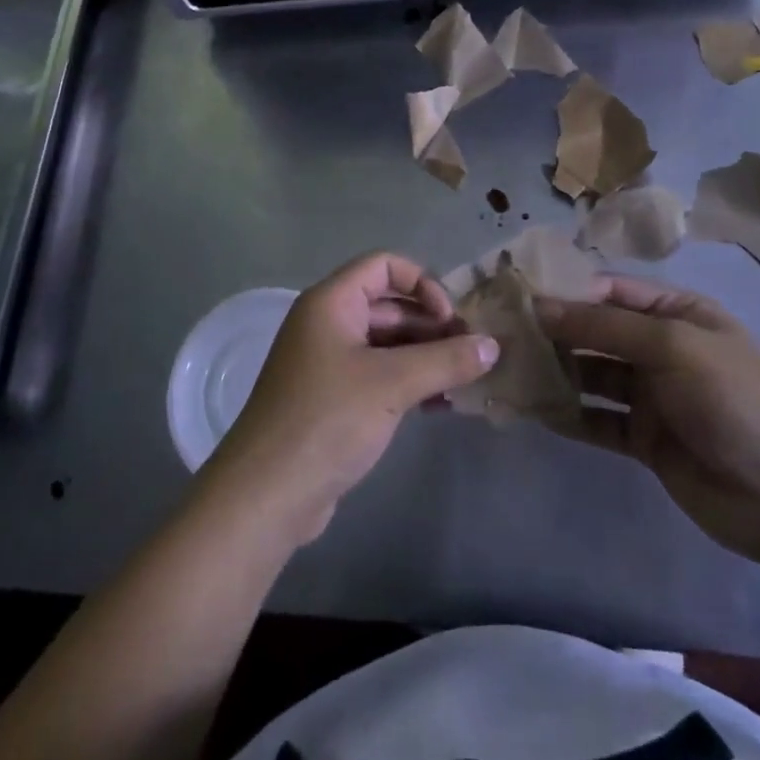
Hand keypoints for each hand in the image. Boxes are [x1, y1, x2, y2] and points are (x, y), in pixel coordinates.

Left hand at [204, 253, 499, 545]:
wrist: (267, 493)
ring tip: (465, 380)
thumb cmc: (328, 420)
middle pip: (388, 305)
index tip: (450, 318)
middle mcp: (327, 324)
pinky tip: (441, 404)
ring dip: (425, 356)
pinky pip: (378, 375)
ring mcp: (328, 362)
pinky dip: (409, 382)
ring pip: (386, 343)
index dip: (422, 283)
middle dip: (431, 324)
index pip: (383, 266)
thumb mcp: (392, 384)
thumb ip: (445, 360)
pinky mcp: (333, 399)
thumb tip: (492, 345)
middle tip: (472, 353)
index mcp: (331, 303)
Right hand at [535, 276, 759, 564]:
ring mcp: (651, 395)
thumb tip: (540, 306)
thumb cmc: (735, 399)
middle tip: (502, 334)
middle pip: (596, 332)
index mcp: (676, 312)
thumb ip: (603, 327)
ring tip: (509, 370)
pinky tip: (533, 410)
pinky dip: (568, 415)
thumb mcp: (672, 346)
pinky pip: (597, 419)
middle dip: (554, 332)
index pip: (610, 291)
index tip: (517, 295)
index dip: (566, 291)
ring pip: (592, 375)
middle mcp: (660, 348)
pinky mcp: (643, 439)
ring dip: (556, 372)